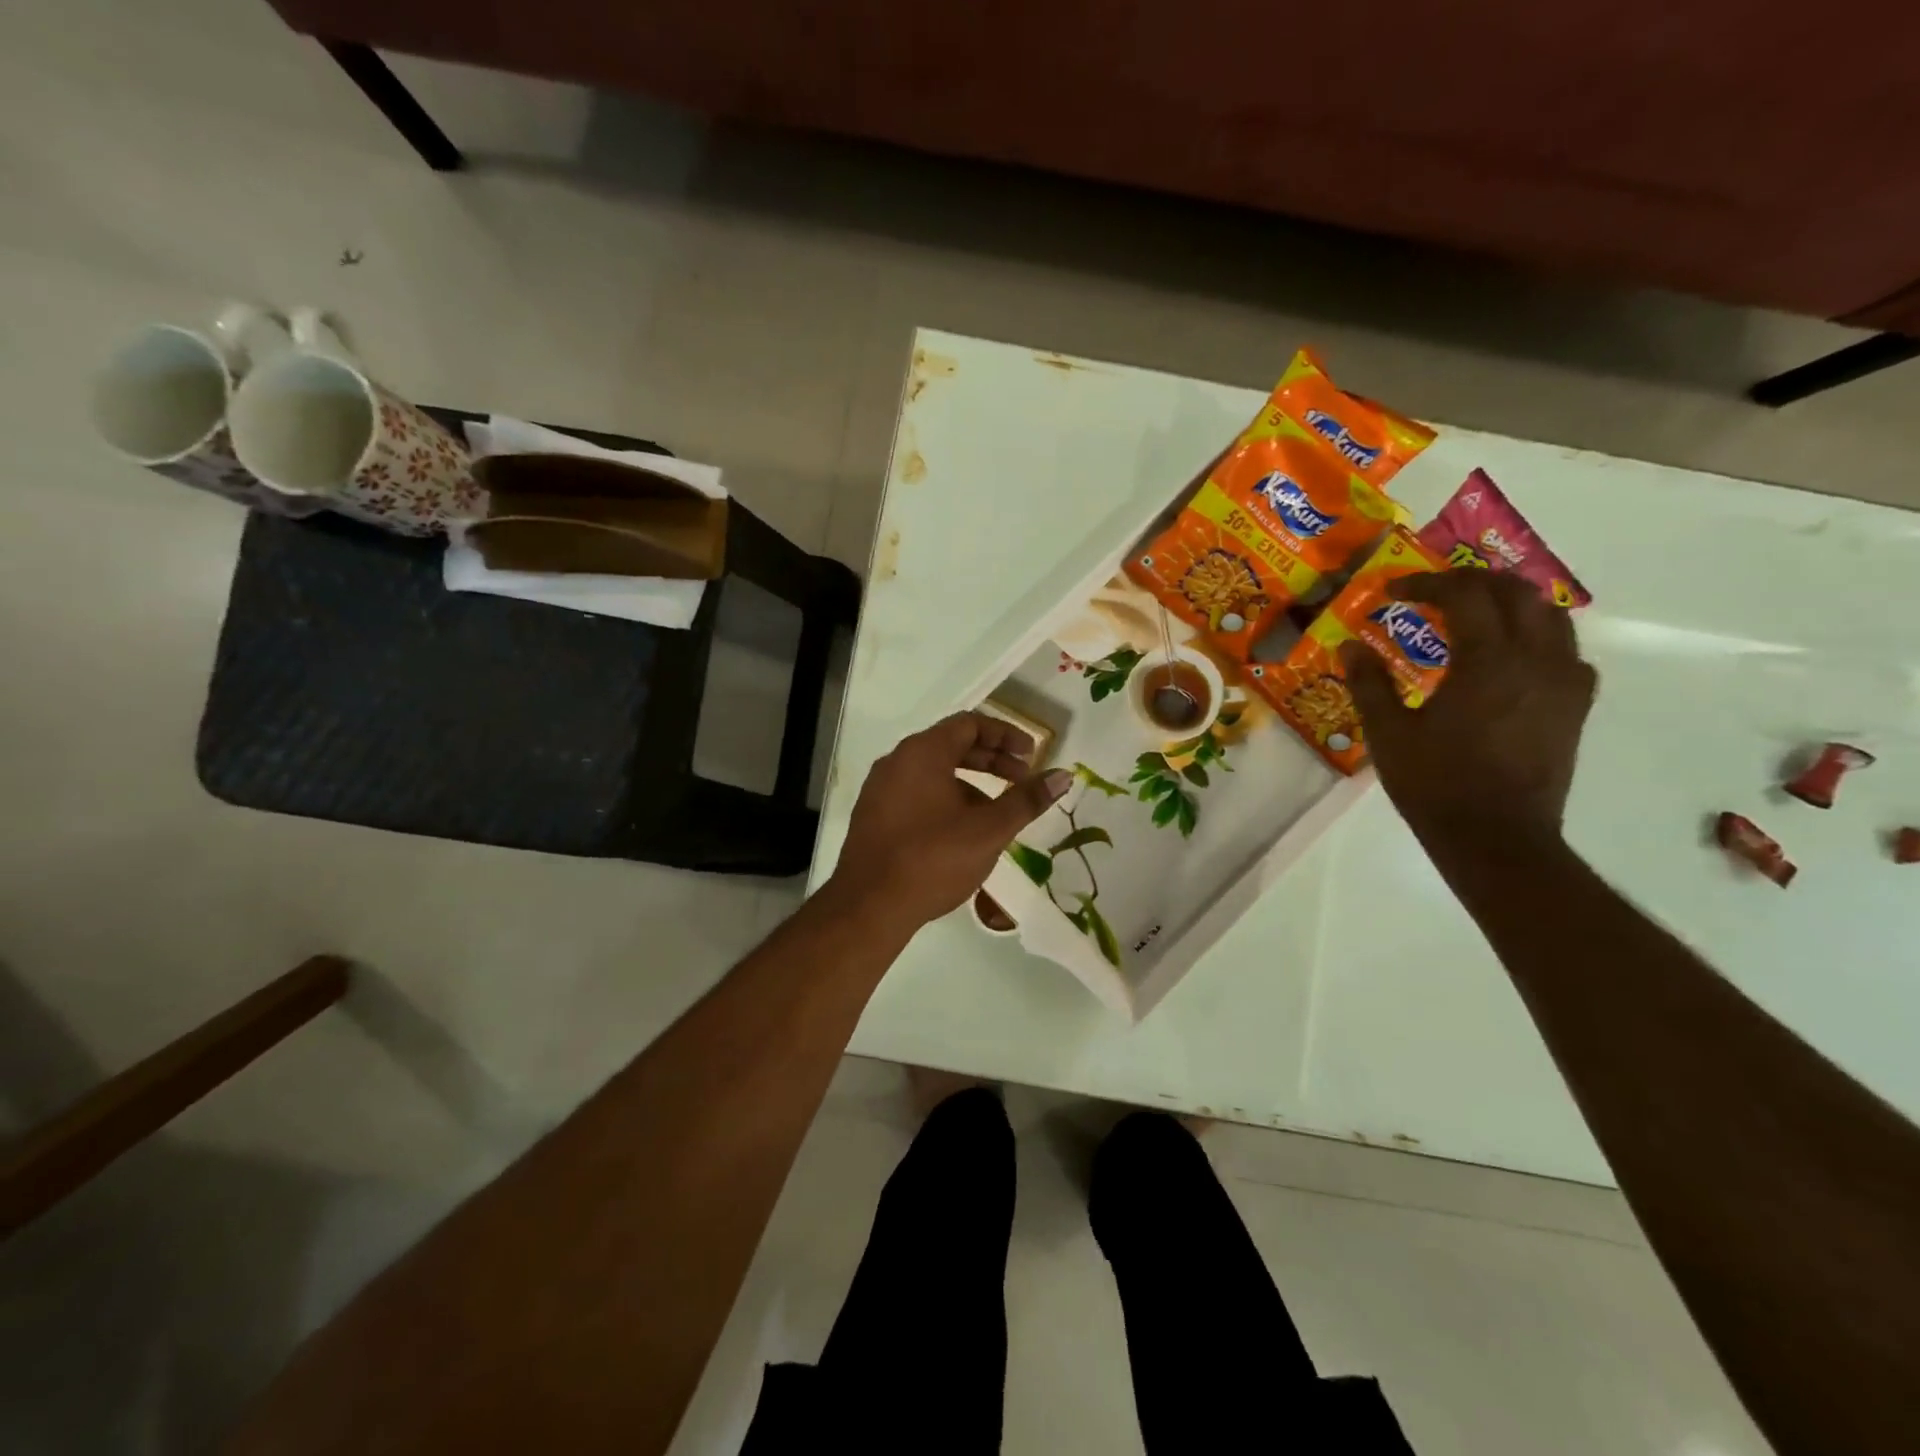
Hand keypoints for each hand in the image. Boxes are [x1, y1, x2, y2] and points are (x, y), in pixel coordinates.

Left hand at [826, 712, 1073, 934]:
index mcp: (922, 752)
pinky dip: (945, 799)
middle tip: (1022, 780)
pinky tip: (962, 832)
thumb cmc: (933, 859)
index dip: (1006, 735)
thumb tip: (1064, 775)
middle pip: (951, 745)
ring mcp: (880, 789)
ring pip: (933, 772)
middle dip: (991, 760)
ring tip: (997, 812)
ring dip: (970, 784)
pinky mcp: (874, 816)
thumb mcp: (989, 830)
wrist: (868, 907)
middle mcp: (897, 761)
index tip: (1032, 756)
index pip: (970, 724)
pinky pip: (916, 793)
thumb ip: (1026, 800)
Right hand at [1339, 569, 1597, 849]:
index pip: (1464, 594)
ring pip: (1551, 616)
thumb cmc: (1434, 783)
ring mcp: (1564, 682)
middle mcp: (1536, 659)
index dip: (1426, 583)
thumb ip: (1369, 682)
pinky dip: (1537, 637)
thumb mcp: (1387, 732)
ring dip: (1510, 603)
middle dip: (1472, 582)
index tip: (1393, 591)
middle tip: (1434, 591)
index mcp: (1488, 660)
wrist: (1496, 836)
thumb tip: (1350, 646)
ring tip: (1474, 613)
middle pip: (1515, 592)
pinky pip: (1567, 652)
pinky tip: (1512, 657)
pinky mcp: (1575, 706)